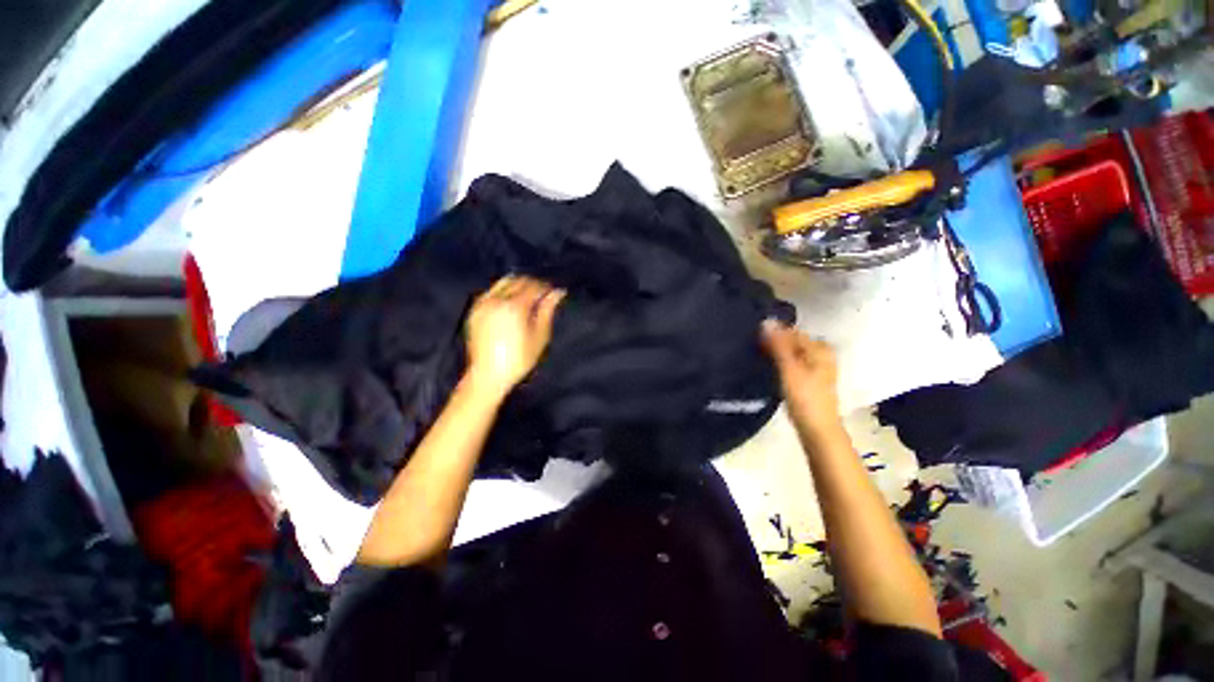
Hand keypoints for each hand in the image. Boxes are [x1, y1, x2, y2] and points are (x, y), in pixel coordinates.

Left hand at [465, 275, 565, 398]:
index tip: (553, 293)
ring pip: (502, 283)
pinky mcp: (474, 310)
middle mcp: (497, 300)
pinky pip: (490, 292)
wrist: (487, 375)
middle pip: (518, 281)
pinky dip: (502, 292)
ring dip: (516, 285)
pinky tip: (508, 304)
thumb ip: (547, 311)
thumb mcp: (539, 336)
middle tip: (541, 296)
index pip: (534, 286)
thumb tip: (558, 293)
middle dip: (532, 285)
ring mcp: (483, 304)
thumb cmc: (519, 359)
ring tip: (526, 298)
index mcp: (515, 306)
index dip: (546, 288)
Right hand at [760, 319, 842, 438]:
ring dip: (776, 353)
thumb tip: (766, 321)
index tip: (752, 338)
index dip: (772, 333)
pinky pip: (792, 363)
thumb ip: (778, 345)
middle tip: (752, 347)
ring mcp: (817, 367)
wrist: (817, 429)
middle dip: (773, 342)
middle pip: (792, 342)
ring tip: (757, 356)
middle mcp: (821, 354)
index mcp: (820, 348)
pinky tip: (769, 368)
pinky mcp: (810, 379)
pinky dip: (780, 363)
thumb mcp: (789, 368)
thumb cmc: (804, 397)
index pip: (791, 332)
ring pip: (791, 353)